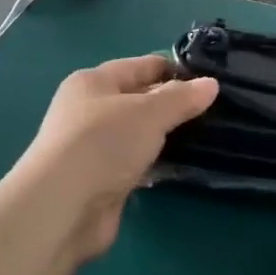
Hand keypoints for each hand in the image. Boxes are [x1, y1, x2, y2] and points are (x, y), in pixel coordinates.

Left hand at [13, 55, 217, 262]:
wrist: (62, 208)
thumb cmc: (103, 143)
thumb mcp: (150, 112)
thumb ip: (181, 98)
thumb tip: (211, 84)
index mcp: (94, 82)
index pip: (140, 66)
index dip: (173, 69)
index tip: (208, 77)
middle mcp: (89, 110)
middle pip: (138, 100)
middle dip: (171, 103)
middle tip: (213, 108)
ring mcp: (92, 148)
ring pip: (137, 133)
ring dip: (163, 136)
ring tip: (205, 134)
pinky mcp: (99, 181)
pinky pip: (135, 163)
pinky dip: (154, 163)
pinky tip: (181, 165)